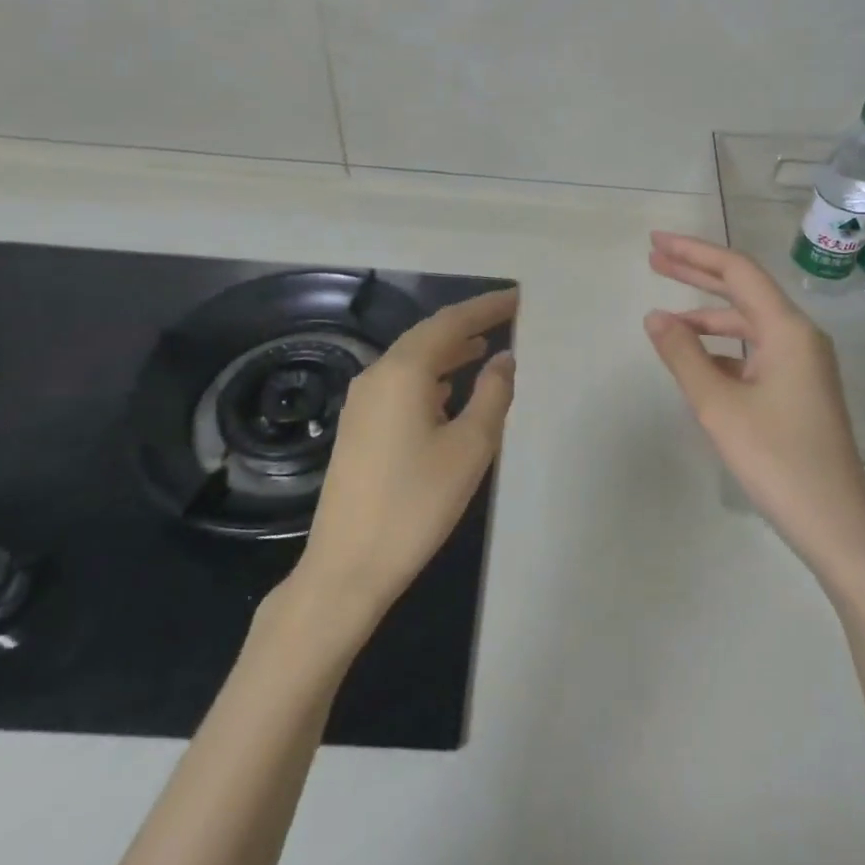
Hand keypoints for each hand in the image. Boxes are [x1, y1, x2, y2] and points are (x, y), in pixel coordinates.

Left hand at [290, 287, 517, 629]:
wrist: (347, 566)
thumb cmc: (416, 503)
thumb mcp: (470, 447)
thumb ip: (493, 395)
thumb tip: (503, 358)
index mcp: (403, 372)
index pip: (450, 322)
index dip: (485, 308)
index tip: (517, 297)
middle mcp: (377, 376)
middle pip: (427, 335)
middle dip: (467, 324)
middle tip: (505, 317)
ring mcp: (362, 402)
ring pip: (412, 360)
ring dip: (449, 350)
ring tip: (485, 349)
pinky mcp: (358, 427)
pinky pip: (400, 383)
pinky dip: (431, 376)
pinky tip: (449, 391)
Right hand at [645, 233, 864, 580]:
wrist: (836, 523)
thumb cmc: (776, 459)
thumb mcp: (719, 405)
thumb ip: (684, 355)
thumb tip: (656, 317)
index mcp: (787, 329)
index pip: (737, 271)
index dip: (693, 252)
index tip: (656, 243)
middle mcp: (799, 336)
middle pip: (743, 290)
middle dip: (697, 273)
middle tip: (654, 259)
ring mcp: (803, 363)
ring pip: (749, 325)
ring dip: (708, 316)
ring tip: (664, 318)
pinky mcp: (800, 388)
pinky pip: (756, 353)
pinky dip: (723, 349)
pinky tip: (697, 361)